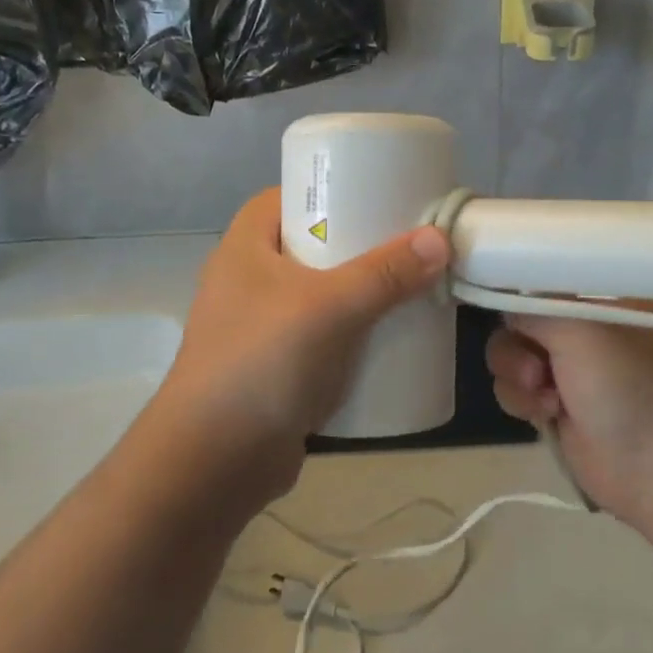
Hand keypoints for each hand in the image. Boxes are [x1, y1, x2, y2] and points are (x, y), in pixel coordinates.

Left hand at [155, 188, 452, 506]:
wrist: (214, 465)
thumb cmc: (262, 364)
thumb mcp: (328, 308)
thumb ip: (385, 273)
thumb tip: (439, 239)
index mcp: (245, 248)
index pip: (283, 196)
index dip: (325, 188)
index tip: (374, 191)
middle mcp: (248, 281)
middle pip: (310, 244)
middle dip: (357, 243)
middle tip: (404, 240)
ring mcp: (261, 327)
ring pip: (320, 293)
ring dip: (359, 291)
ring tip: (407, 283)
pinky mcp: (277, 368)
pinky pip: (322, 336)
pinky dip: (352, 332)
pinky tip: (388, 335)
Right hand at [486, 307, 652, 544]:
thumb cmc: (630, 388)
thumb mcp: (580, 330)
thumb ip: (533, 307)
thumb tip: (504, 306)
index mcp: (601, 296)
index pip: (544, 277)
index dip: (517, 289)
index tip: (497, 303)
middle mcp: (584, 325)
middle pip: (519, 317)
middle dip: (518, 344)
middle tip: (537, 369)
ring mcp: (570, 367)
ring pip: (512, 354)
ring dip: (517, 376)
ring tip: (546, 398)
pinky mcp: (556, 405)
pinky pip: (515, 388)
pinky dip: (521, 400)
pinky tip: (547, 416)